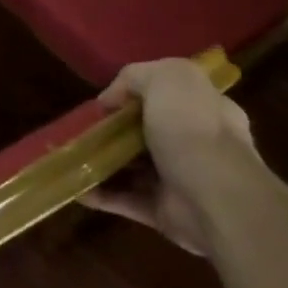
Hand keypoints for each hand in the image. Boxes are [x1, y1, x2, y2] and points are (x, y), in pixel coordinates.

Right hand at [85, 58, 258, 255]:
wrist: (217, 202)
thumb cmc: (194, 132)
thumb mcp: (168, 78)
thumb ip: (137, 76)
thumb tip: (112, 99)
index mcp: (206, 110)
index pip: (171, 96)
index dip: (137, 95)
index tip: (107, 102)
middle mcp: (196, 144)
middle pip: (146, 132)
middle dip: (113, 131)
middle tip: (84, 130)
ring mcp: (179, 180)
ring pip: (132, 167)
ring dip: (101, 162)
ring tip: (70, 157)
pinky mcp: (163, 211)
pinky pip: (124, 199)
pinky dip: (99, 194)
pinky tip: (76, 187)